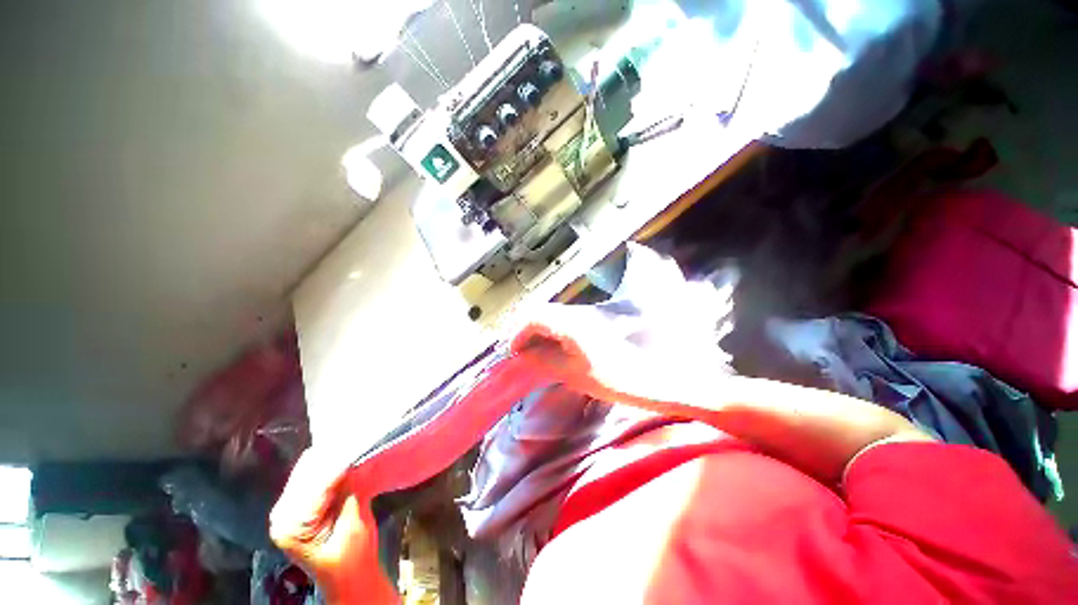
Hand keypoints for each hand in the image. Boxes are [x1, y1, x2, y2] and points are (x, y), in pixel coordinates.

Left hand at [270, 448, 394, 602]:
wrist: (349, 578)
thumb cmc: (353, 558)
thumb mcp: (356, 526)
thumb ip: (353, 491)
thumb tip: (359, 458)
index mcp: (292, 525)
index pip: (317, 482)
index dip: (340, 461)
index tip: (360, 441)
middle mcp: (282, 514)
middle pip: (307, 471)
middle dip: (334, 455)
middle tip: (360, 439)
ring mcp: (287, 509)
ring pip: (308, 469)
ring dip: (332, 458)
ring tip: (355, 446)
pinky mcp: (298, 504)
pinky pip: (311, 474)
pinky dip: (330, 465)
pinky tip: (346, 460)